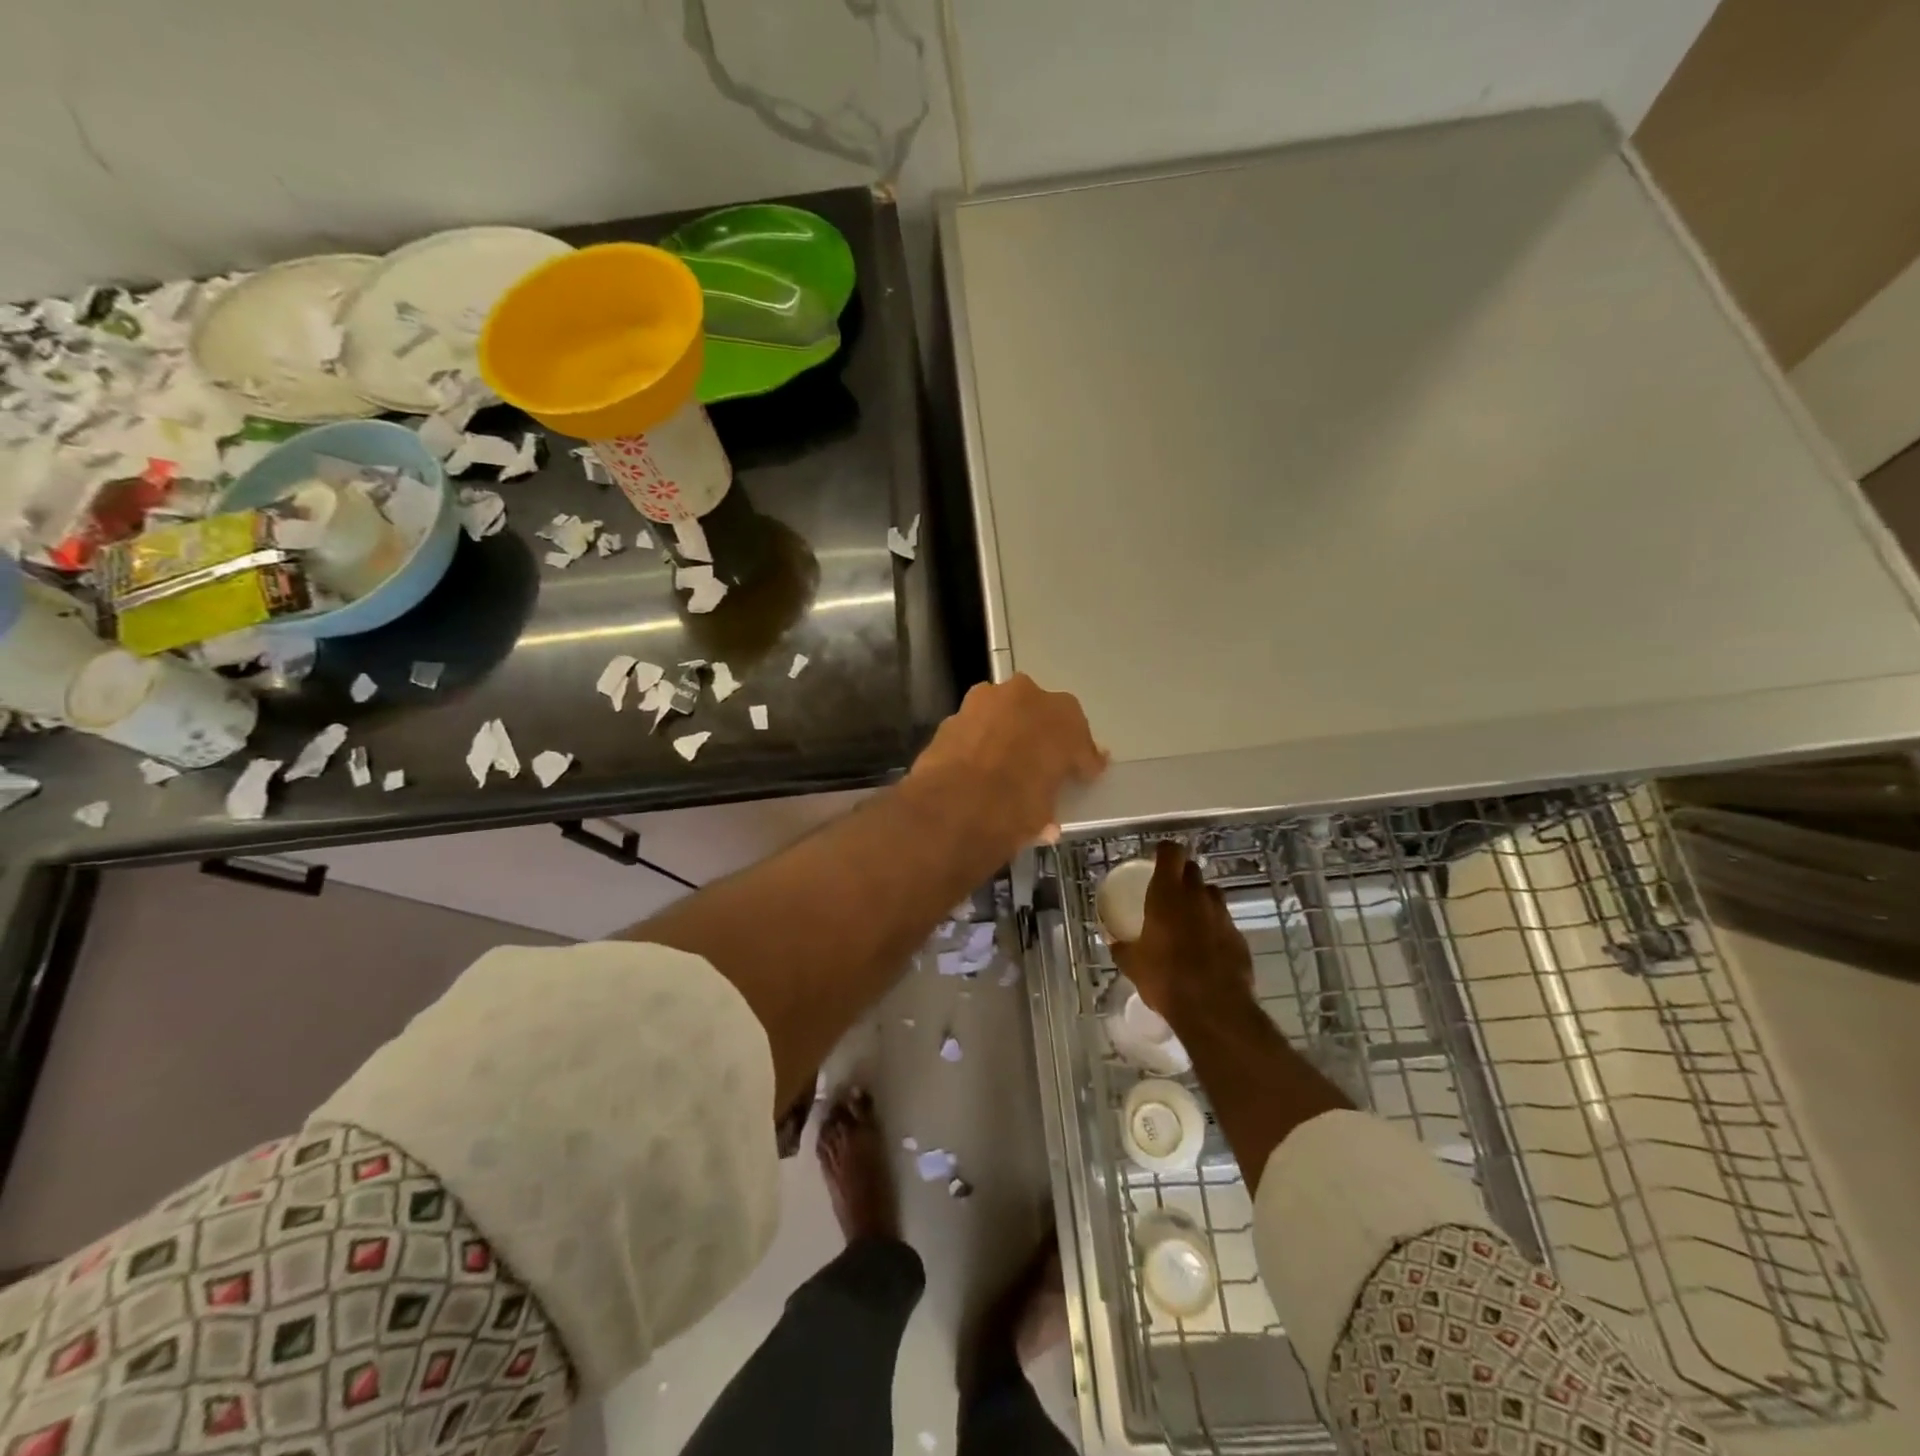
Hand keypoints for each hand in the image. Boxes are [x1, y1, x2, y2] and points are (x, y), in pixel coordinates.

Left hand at [909, 675, 1106, 856]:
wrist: (953, 804)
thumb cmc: (1015, 808)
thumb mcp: (1043, 814)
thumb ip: (1048, 802)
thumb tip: (1047, 823)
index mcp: (1064, 718)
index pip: (1079, 739)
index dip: (1080, 760)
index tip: (1081, 776)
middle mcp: (1028, 697)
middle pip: (1042, 715)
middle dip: (1042, 736)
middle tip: (1040, 764)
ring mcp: (987, 700)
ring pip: (1006, 713)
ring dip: (1008, 731)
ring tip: (1004, 761)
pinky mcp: (954, 713)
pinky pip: (976, 726)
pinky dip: (978, 740)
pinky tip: (975, 763)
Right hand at [1113, 840, 1253, 1018]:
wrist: (1213, 1008)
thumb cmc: (1165, 978)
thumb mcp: (1132, 964)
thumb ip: (1122, 947)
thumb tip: (1114, 942)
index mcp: (1167, 894)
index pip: (1171, 852)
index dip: (1165, 851)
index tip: (1157, 858)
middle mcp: (1197, 897)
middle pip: (1193, 870)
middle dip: (1182, 875)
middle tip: (1169, 891)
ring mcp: (1222, 916)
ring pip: (1211, 895)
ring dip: (1200, 900)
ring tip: (1188, 919)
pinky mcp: (1239, 937)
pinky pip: (1224, 922)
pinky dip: (1214, 927)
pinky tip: (1205, 948)